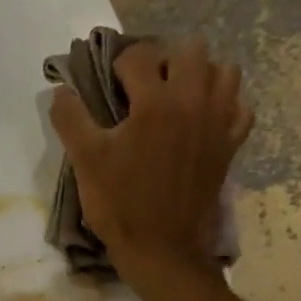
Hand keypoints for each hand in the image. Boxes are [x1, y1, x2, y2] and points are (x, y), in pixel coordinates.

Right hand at [50, 37, 252, 283]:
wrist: (162, 249)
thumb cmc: (120, 203)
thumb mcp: (86, 161)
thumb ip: (71, 119)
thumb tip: (60, 89)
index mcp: (155, 103)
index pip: (139, 56)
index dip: (118, 64)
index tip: (109, 84)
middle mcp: (193, 102)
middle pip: (190, 50)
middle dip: (164, 59)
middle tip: (143, 86)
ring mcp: (218, 123)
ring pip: (224, 72)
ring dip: (199, 74)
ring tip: (176, 96)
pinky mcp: (230, 145)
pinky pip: (240, 107)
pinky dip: (224, 104)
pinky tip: (203, 118)